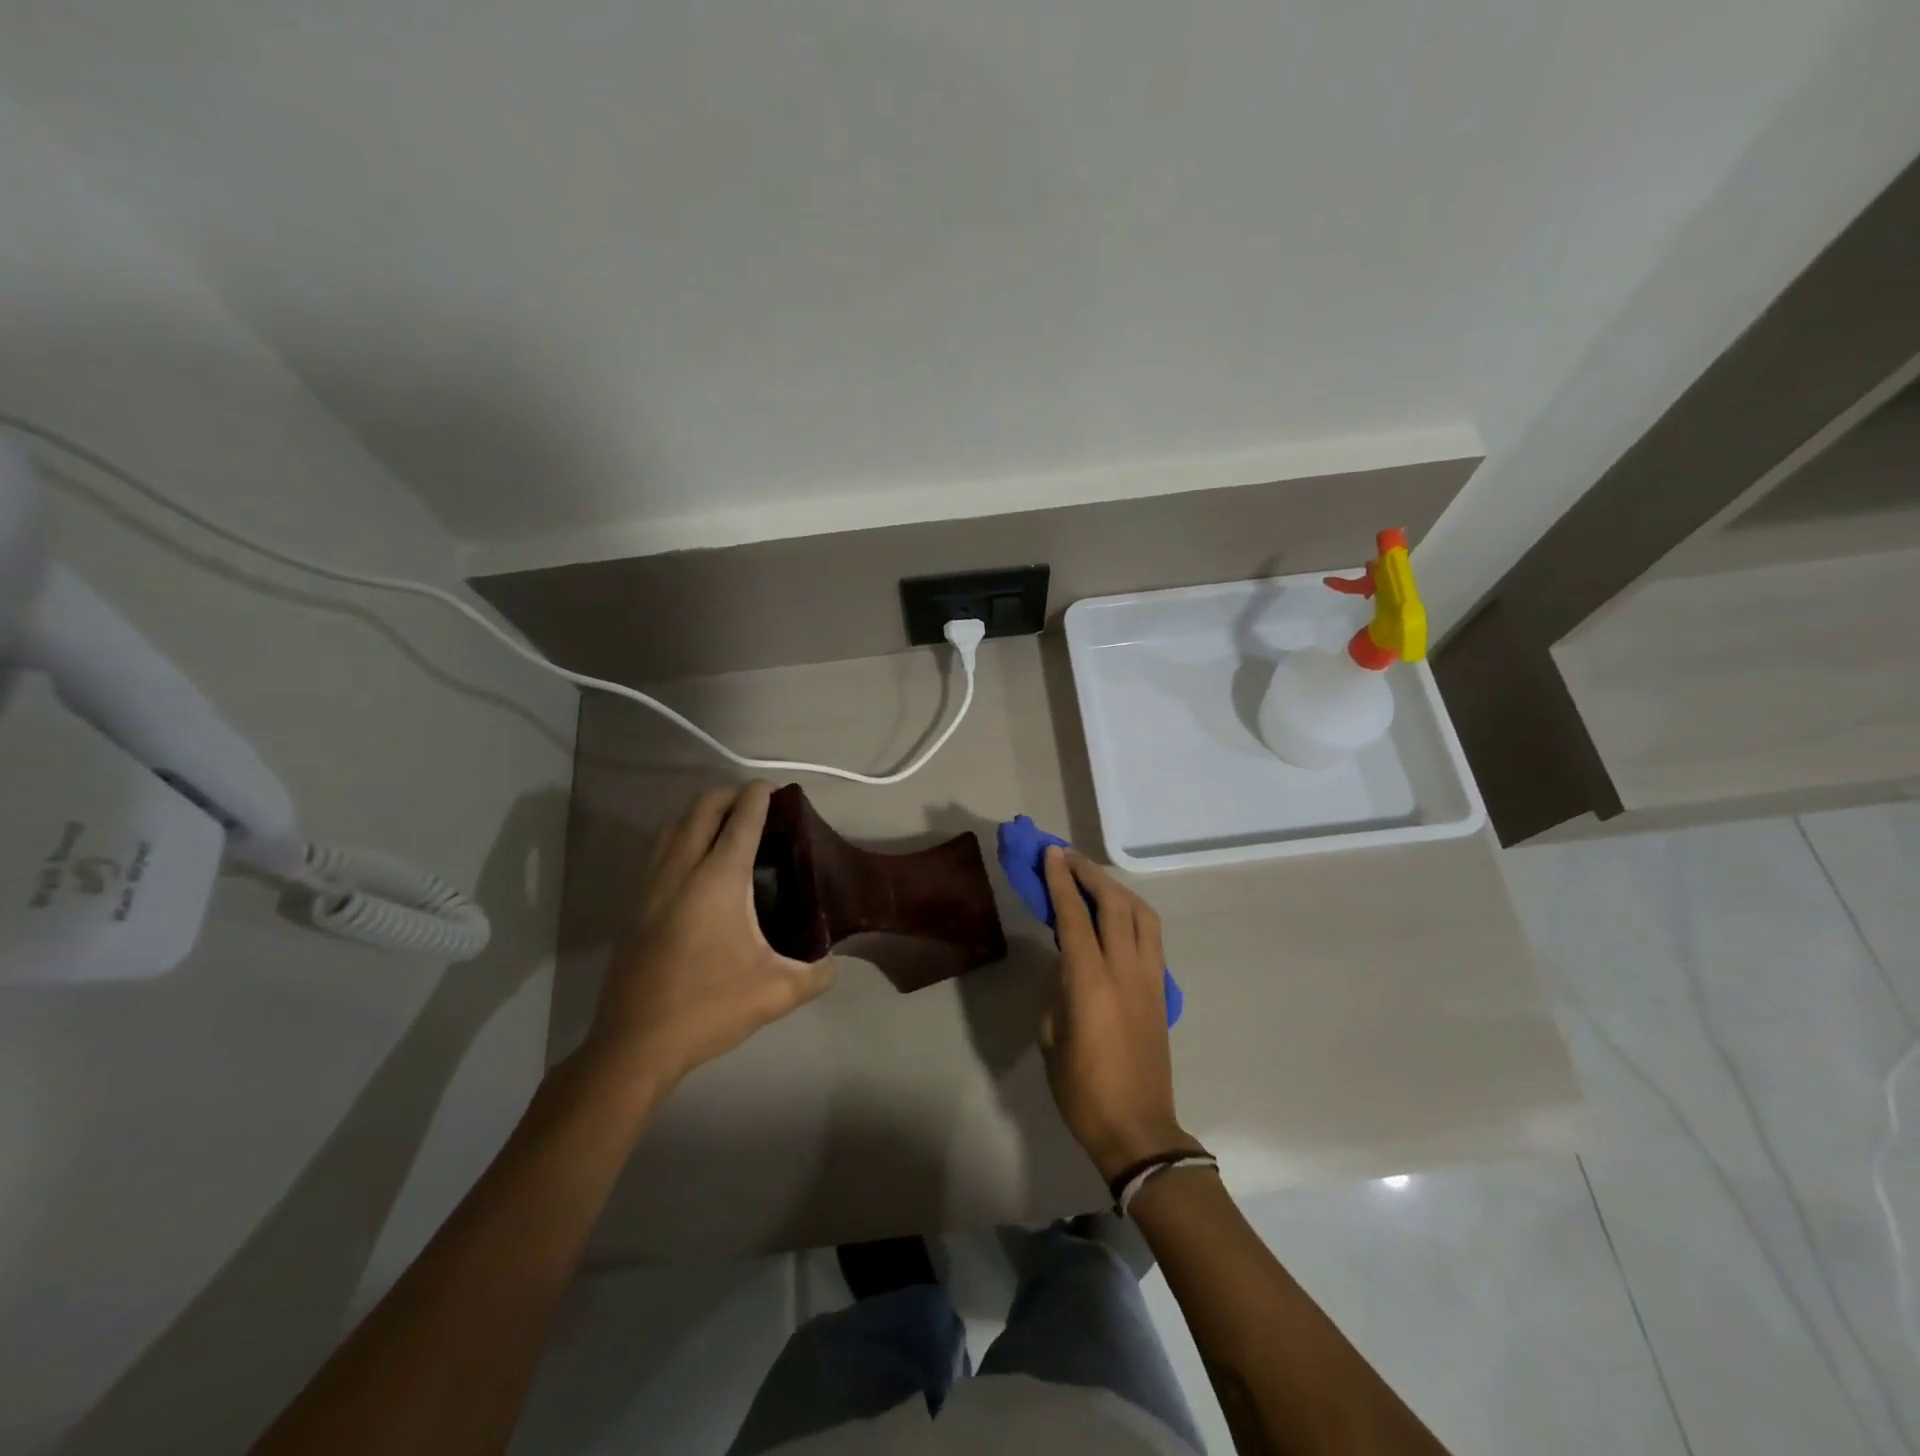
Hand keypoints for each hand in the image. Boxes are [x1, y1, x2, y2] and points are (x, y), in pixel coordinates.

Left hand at [585, 782, 834, 1091]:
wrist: (635, 1043)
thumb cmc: (709, 1007)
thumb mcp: (777, 993)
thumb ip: (816, 974)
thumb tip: (834, 963)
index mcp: (719, 880)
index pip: (742, 819)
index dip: (759, 795)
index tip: (776, 788)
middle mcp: (681, 869)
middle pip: (702, 808)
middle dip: (729, 794)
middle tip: (755, 804)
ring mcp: (651, 884)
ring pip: (673, 824)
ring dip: (700, 811)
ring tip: (725, 823)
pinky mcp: (634, 903)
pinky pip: (659, 848)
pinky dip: (680, 835)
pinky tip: (693, 859)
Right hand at [1039, 847, 1198, 1182]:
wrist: (1137, 1128)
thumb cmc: (1082, 1088)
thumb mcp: (1051, 1034)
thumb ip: (1058, 988)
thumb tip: (1067, 963)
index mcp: (1090, 981)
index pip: (1075, 916)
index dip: (1061, 881)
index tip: (1051, 854)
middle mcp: (1125, 969)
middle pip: (1114, 904)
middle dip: (1089, 873)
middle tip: (1067, 856)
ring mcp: (1150, 978)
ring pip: (1141, 915)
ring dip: (1116, 889)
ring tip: (1094, 879)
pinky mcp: (1162, 990)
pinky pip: (1151, 936)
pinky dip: (1132, 914)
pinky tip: (1117, 915)